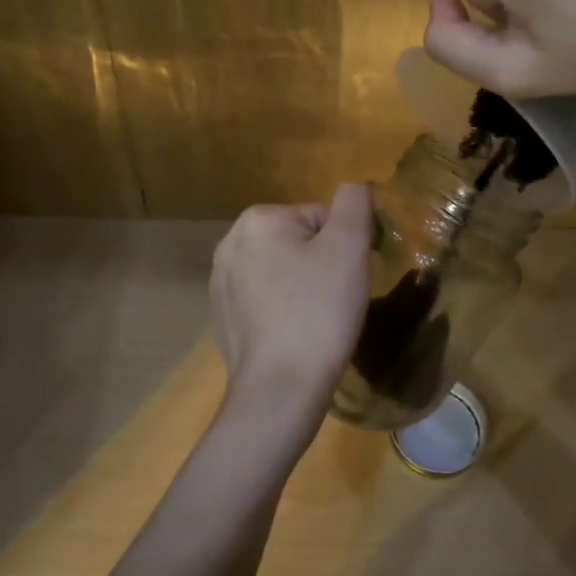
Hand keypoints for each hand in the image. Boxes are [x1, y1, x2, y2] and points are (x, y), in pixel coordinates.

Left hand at [209, 184, 372, 451]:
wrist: (279, 389)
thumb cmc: (319, 312)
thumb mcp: (349, 247)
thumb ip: (354, 203)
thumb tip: (354, 187)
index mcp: (258, 219)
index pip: (320, 218)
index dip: (343, 247)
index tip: (346, 280)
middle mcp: (230, 242)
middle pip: (299, 242)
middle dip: (320, 265)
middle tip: (334, 301)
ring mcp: (220, 282)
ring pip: (282, 271)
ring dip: (302, 288)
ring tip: (315, 321)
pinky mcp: (221, 316)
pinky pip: (264, 299)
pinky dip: (282, 310)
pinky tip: (293, 336)